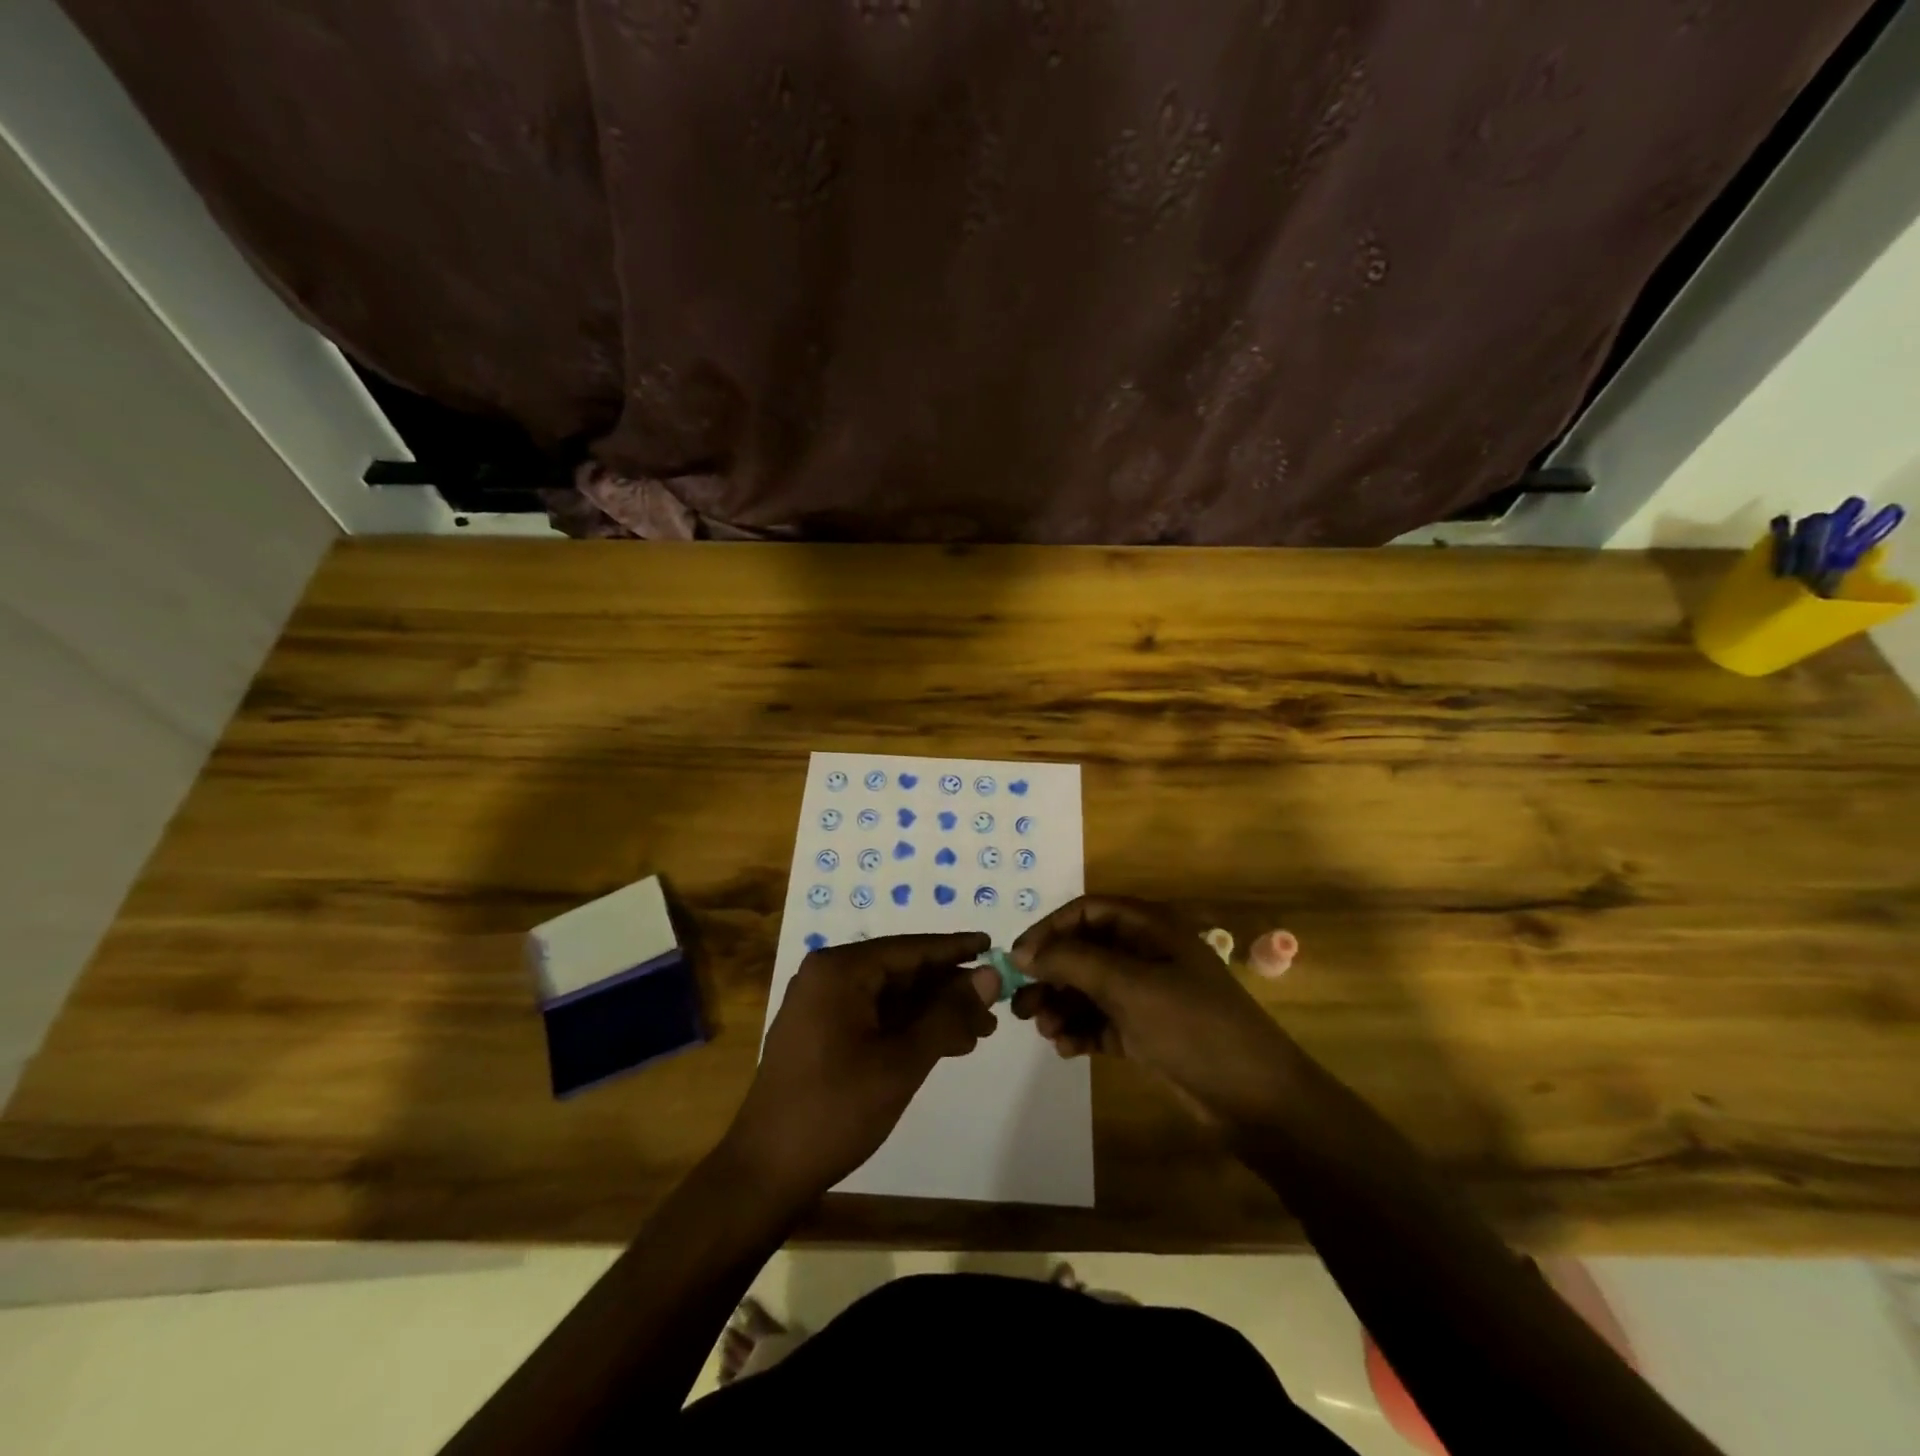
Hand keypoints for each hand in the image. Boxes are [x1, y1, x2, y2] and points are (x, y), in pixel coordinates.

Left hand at [726, 932, 999, 1199]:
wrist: (766, 1172)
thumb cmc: (835, 1110)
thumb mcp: (901, 1062)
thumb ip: (948, 1015)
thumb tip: (990, 976)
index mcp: (840, 970)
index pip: (910, 948)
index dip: (955, 949)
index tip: (993, 945)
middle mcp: (828, 977)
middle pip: (902, 971)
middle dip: (949, 989)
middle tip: (995, 1006)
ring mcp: (822, 1006)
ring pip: (891, 997)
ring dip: (934, 1012)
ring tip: (980, 1031)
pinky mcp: (821, 1033)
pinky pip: (875, 1017)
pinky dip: (909, 1028)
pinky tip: (944, 1045)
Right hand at [1009, 897, 1298, 1124]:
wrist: (1259, 1101)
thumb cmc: (1194, 1027)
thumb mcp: (1130, 986)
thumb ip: (1073, 962)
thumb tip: (1022, 951)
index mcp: (1150, 929)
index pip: (1087, 912)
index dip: (1050, 929)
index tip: (1018, 959)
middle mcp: (1146, 955)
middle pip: (1084, 951)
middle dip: (1051, 974)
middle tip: (1021, 1003)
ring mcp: (1148, 995)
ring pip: (1089, 989)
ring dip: (1062, 1005)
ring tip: (1044, 1030)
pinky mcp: (1147, 1033)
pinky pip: (1102, 1021)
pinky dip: (1081, 1031)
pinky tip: (1066, 1049)